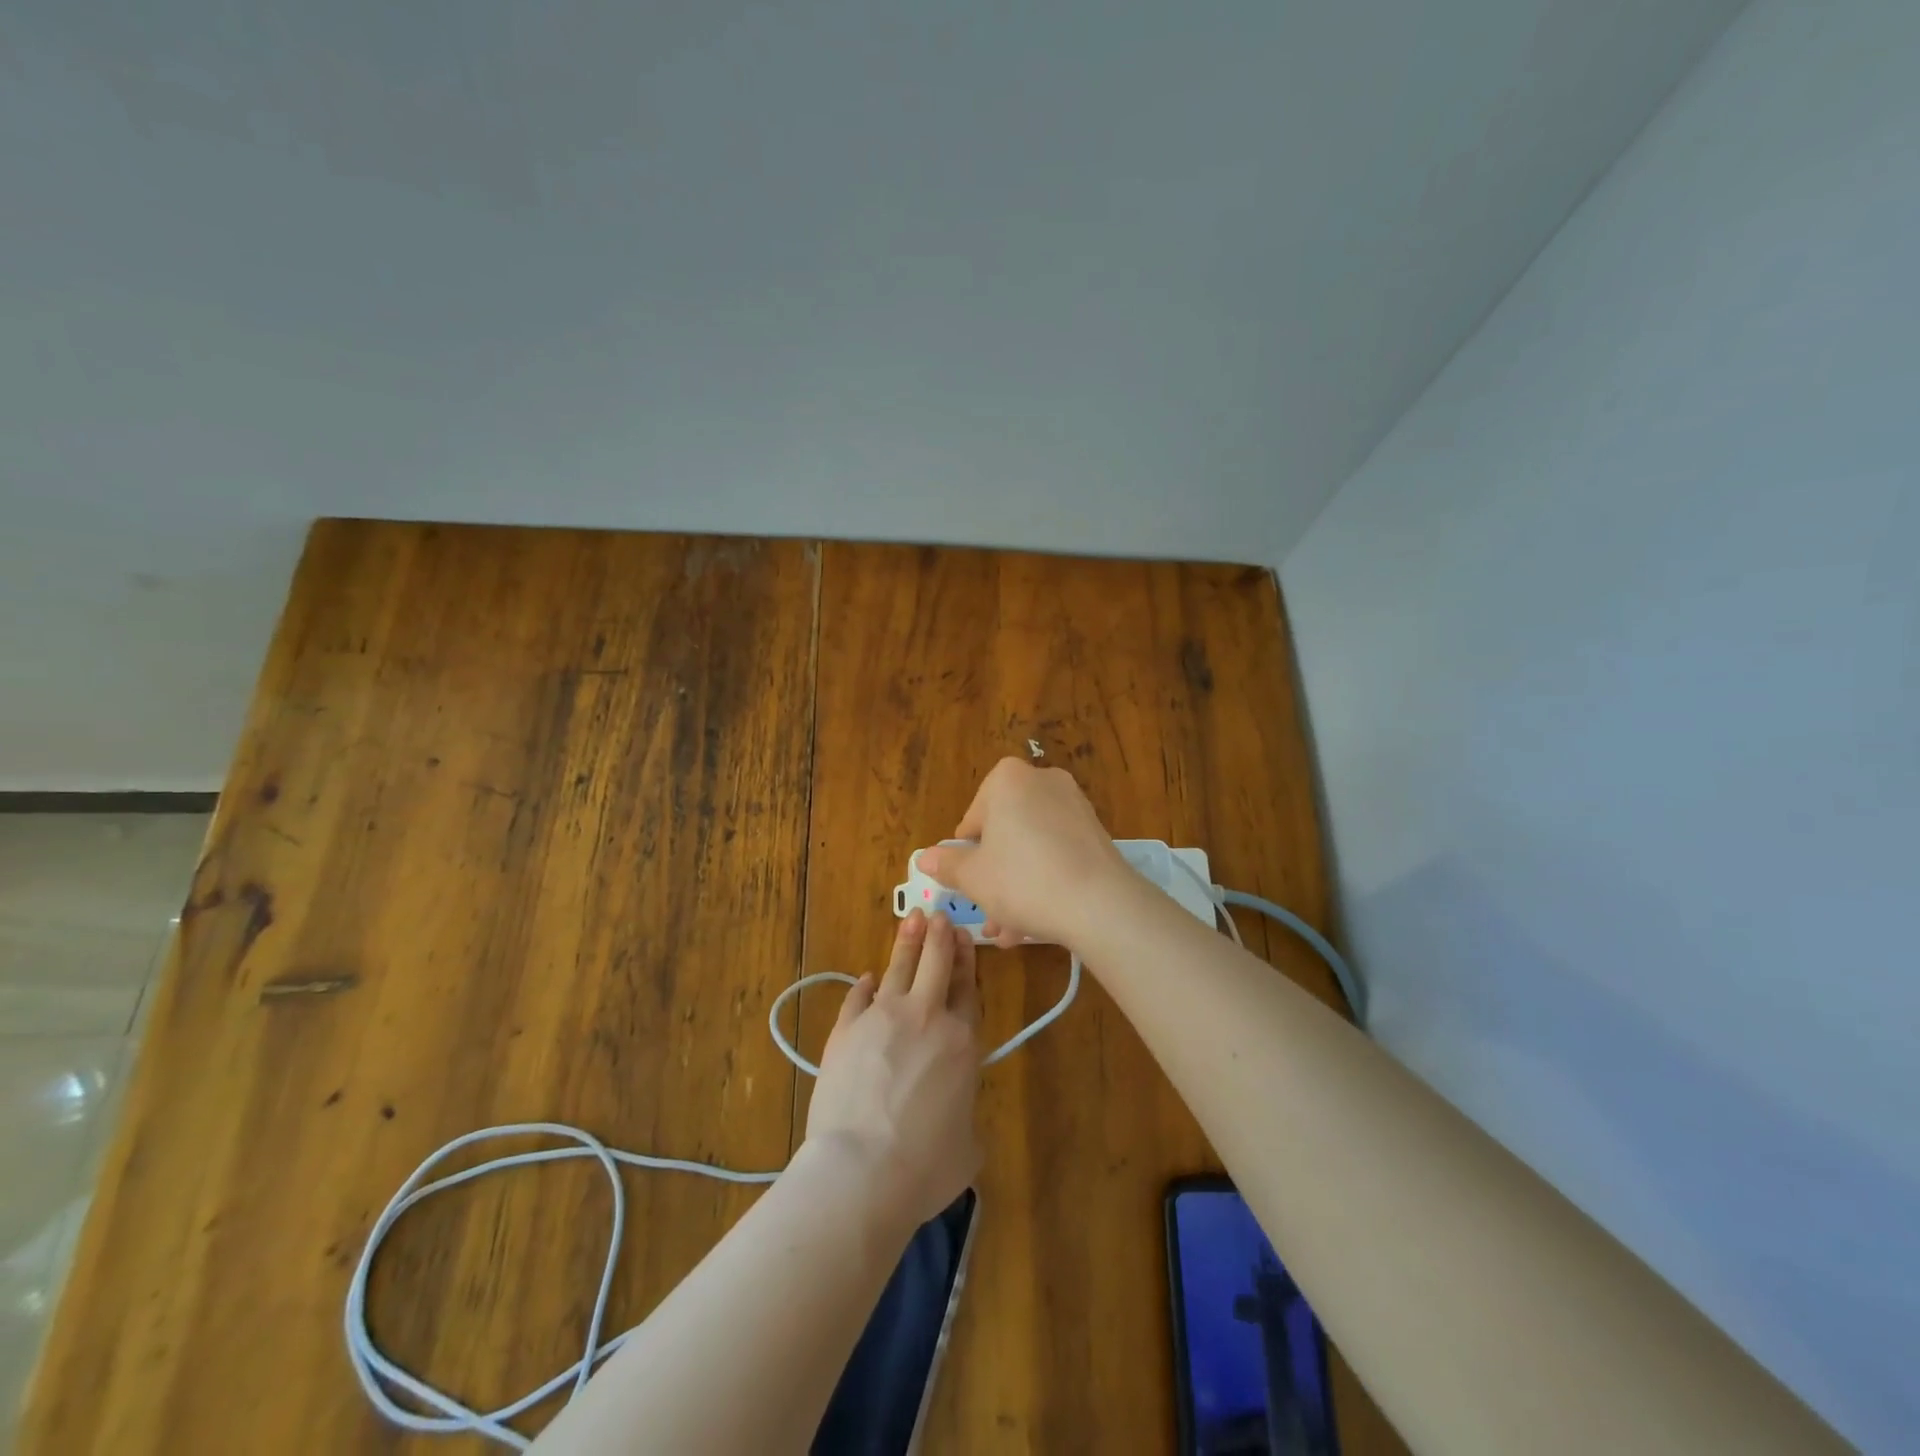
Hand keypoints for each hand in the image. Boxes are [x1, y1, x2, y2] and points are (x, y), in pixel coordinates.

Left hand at [805, 910, 981, 1232]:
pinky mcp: (845, 1030)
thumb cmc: (924, 1167)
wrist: (861, 1169)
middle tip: (938, 915)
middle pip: (935, 965)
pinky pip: (858, 997)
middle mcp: (924, 1019)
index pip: (968, 989)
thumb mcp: (967, 1149)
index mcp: (961, 1043)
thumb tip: (956, 1116)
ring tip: (912, 918)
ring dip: (907, 942)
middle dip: (939, 936)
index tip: (963, 937)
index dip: (966, 961)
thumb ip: (965, 1117)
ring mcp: (881, 1019)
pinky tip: (868, 978)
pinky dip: (865, 986)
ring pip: (898, 968)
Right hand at [917, 758, 1131, 948]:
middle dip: (994, 876)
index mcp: (1007, 779)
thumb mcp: (973, 877)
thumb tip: (925, 858)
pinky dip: (1044, 880)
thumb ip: (948, 864)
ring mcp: (1074, 805)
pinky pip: (1057, 853)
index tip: (970, 885)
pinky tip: (1036, 920)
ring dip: (1016, 886)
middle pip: (1004, 833)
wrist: (1099, 903)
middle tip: (988, 913)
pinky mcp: (1095, 831)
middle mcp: (1042, 780)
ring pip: (1031, 848)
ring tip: (1010, 930)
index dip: (967, 856)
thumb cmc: (1022, 880)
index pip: (972, 819)